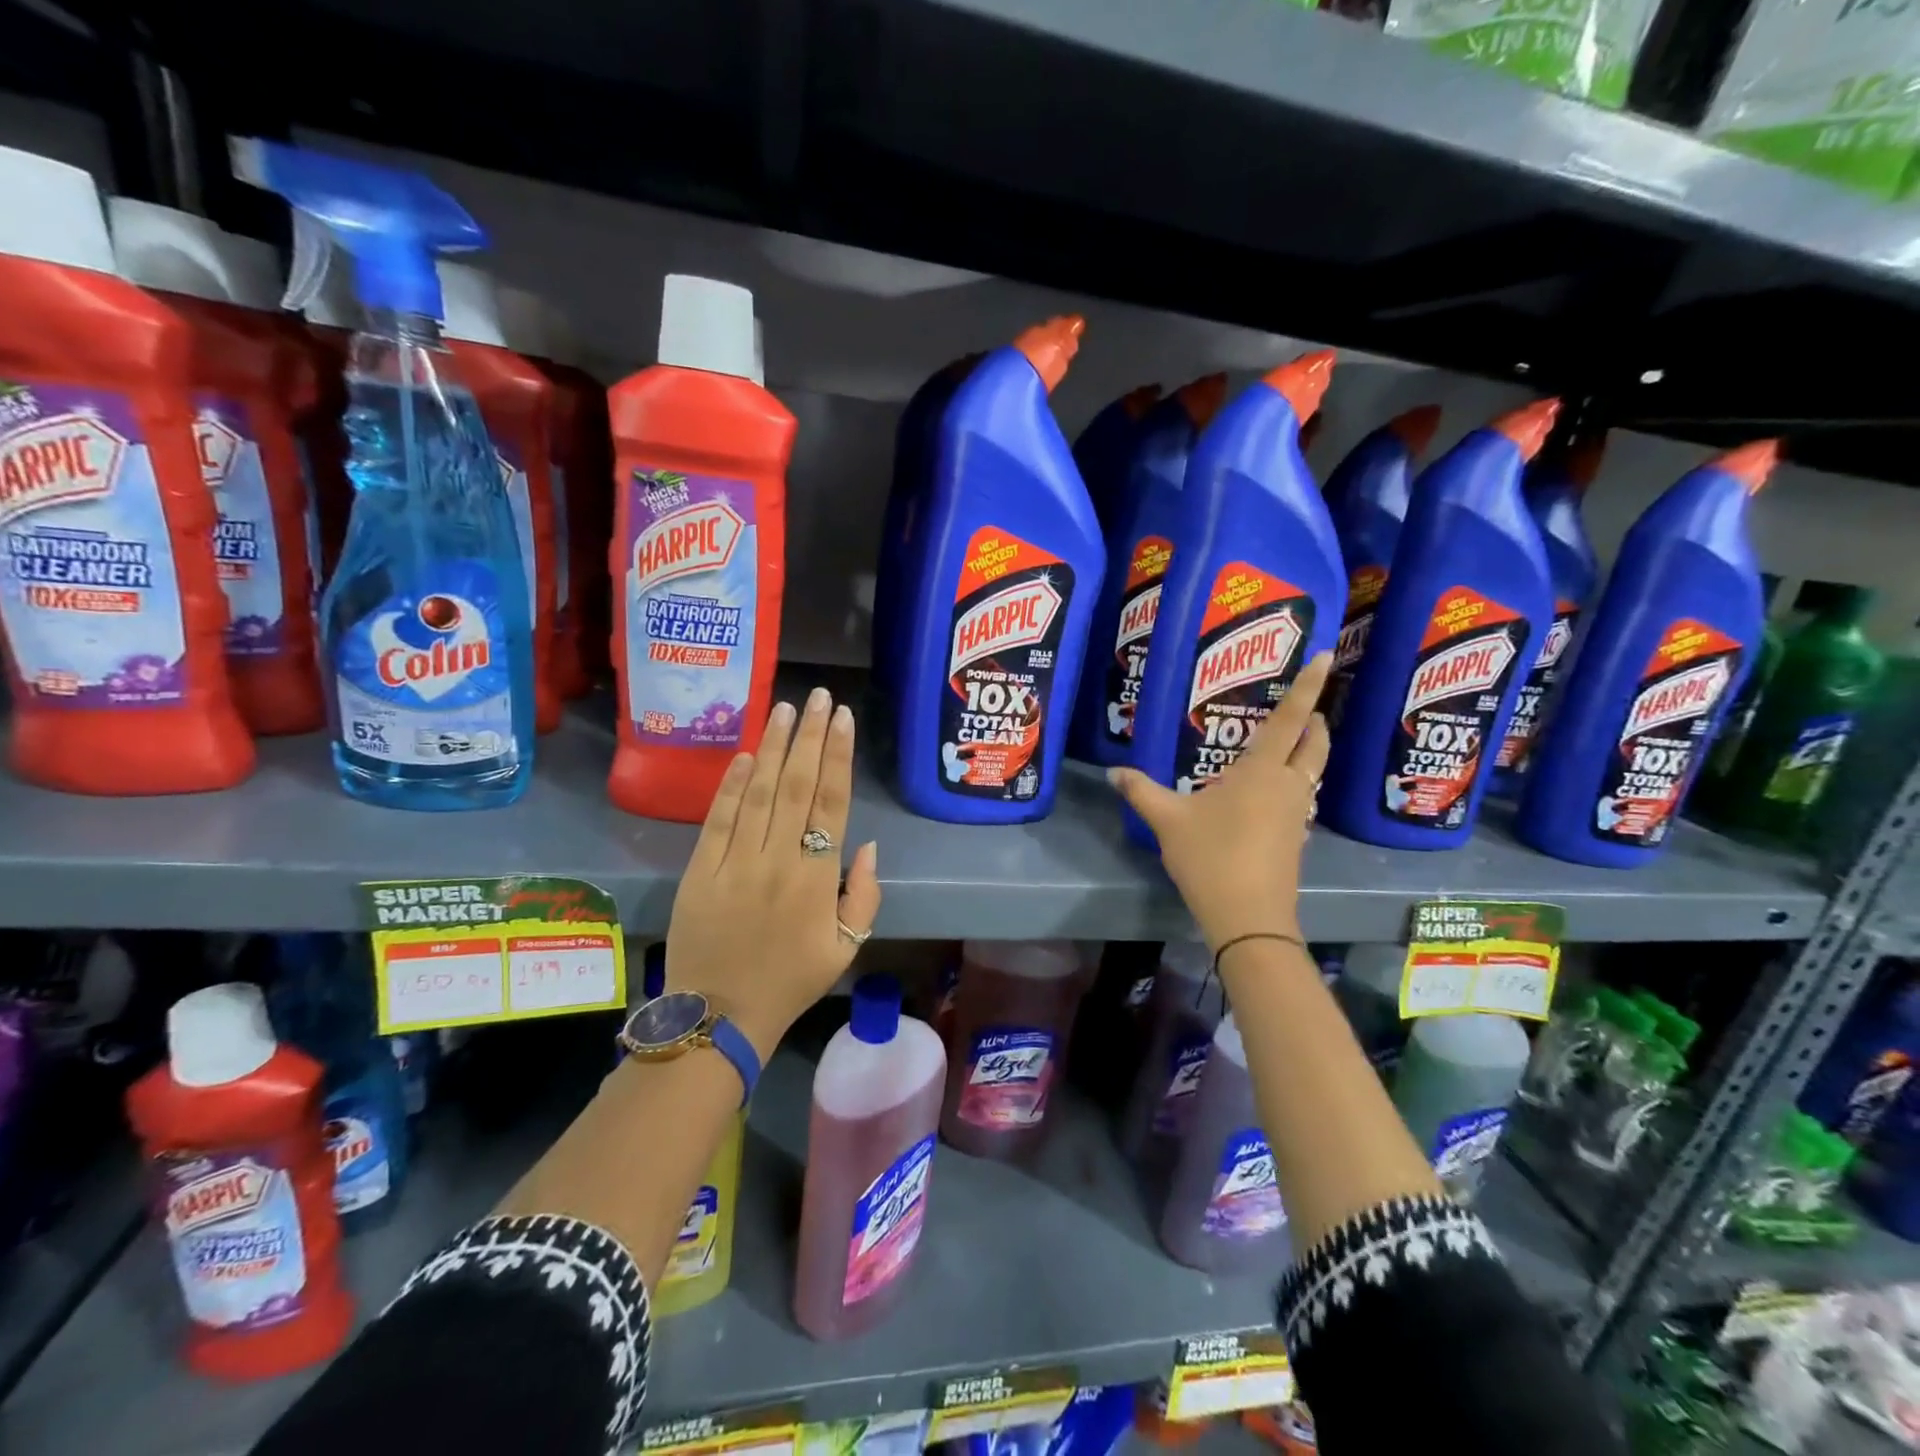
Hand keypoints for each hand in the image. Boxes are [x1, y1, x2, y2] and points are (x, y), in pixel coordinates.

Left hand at [665, 687, 881, 1059]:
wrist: (720, 1015)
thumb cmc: (791, 981)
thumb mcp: (846, 947)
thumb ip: (864, 895)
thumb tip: (864, 844)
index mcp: (817, 878)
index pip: (831, 802)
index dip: (838, 756)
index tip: (843, 718)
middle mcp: (778, 859)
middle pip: (797, 785)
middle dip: (810, 736)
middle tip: (819, 697)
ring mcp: (735, 862)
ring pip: (759, 792)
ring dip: (773, 748)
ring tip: (785, 709)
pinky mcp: (700, 870)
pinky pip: (718, 818)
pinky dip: (732, 784)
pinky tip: (745, 754)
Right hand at [1107, 651, 1331, 950]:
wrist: (1249, 917)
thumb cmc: (1211, 857)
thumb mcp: (1168, 820)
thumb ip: (1141, 791)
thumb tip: (1113, 772)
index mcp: (1262, 771)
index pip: (1290, 719)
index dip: (1308, 686)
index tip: (1325, 656)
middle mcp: (1288, 786)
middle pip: (1315, 744)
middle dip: (1316, 720)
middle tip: (1306, 706)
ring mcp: (1297, 814)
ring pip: (1312, 772)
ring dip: (1308, 752)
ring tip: (1288, 743)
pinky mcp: (1296, 838)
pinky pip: (1302, 796)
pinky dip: (1295, 782)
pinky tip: (1269, 792)